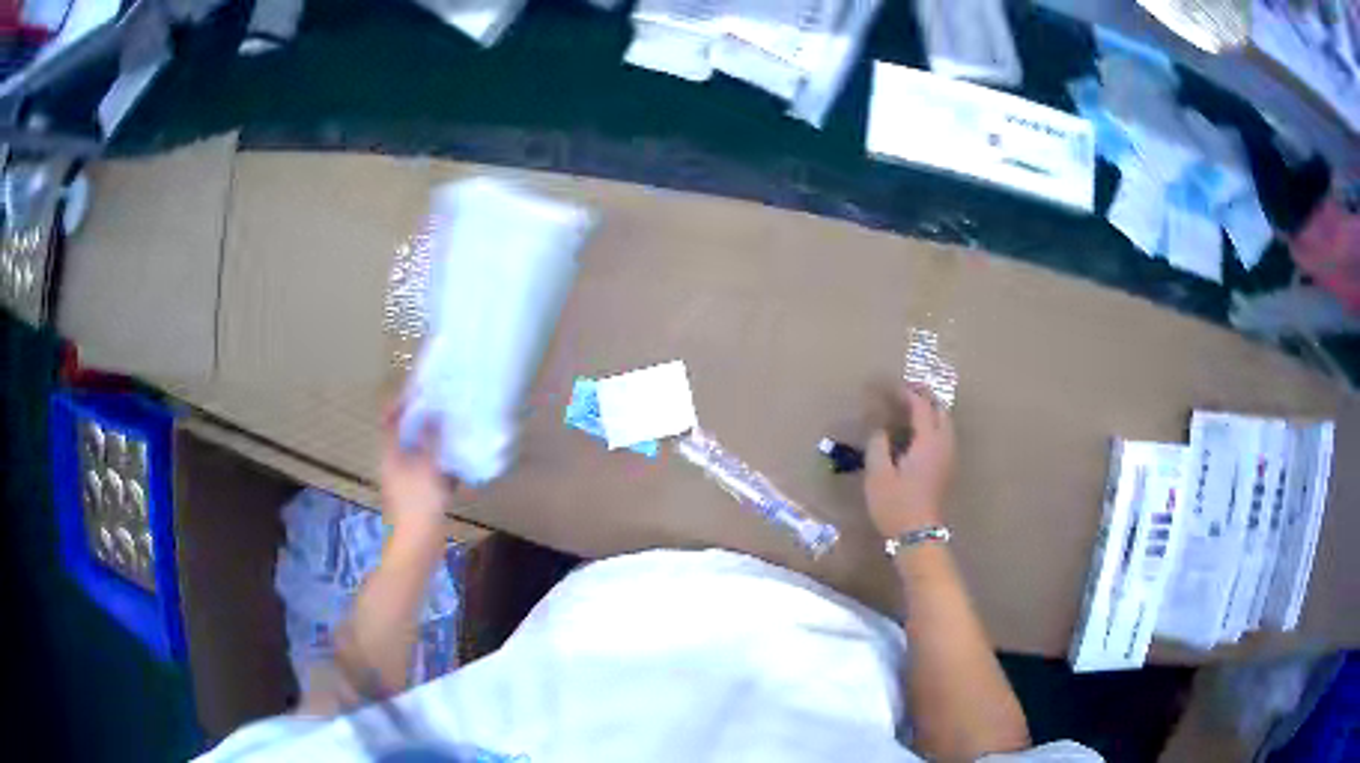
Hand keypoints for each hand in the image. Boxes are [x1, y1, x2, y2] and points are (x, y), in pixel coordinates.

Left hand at [380, 405, 454, 534]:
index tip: (422, 391)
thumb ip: (431, 438)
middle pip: (407, 435)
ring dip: (436, 443)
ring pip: (421, 453)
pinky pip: (432, 471)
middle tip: (444, 407)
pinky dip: (443, 464)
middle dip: (424, 421)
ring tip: (456, 430)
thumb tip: (435, 412)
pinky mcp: (421, 495)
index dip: (401, 403)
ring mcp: (408, 481)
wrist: (418, 545)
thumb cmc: (419, 503)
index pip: (389, 420)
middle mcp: (396, 464)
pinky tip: (461, 463)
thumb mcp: (427, 466)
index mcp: (390, 455)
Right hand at [864, 383, 955, 536]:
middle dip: (925, 396)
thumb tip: (881, 429)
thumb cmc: (896, 504)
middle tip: (907, 390)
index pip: (921, 407)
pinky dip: (934, 424)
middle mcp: (944, 444)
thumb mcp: (878, 474)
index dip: (907, 393)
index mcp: (928, 441)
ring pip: (946, 422)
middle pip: (941, 410)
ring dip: (932, 410)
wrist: (918, 535)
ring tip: (913, 407)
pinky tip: (920, 432)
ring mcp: (949, 456)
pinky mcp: (948, 468)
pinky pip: (945, 435)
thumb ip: (878, 445)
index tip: (892, 388)